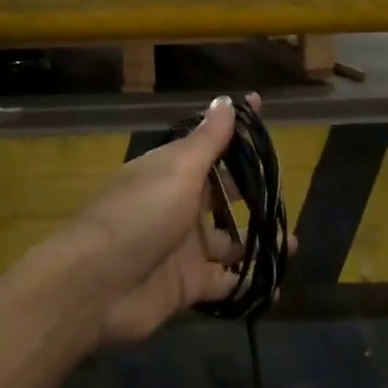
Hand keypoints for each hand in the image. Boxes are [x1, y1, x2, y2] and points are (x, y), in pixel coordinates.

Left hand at [60, 95, 280, 350]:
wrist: (95, 286)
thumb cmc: (140, 215)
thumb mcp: (177, 170)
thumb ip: (207, 140)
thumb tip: (226, 100)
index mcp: (171, 173)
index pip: (210, 148)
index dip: (236, 135)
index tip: (263, 115)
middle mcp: (178, 207)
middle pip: (223, 198)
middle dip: (254, 198)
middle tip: (290, 197)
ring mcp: (183, 249)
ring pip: (229, 243)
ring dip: (258, 243)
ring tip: (293, 244)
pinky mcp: (186, 286)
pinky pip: (224, 284)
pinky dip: (247, 286)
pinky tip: (276, 287)